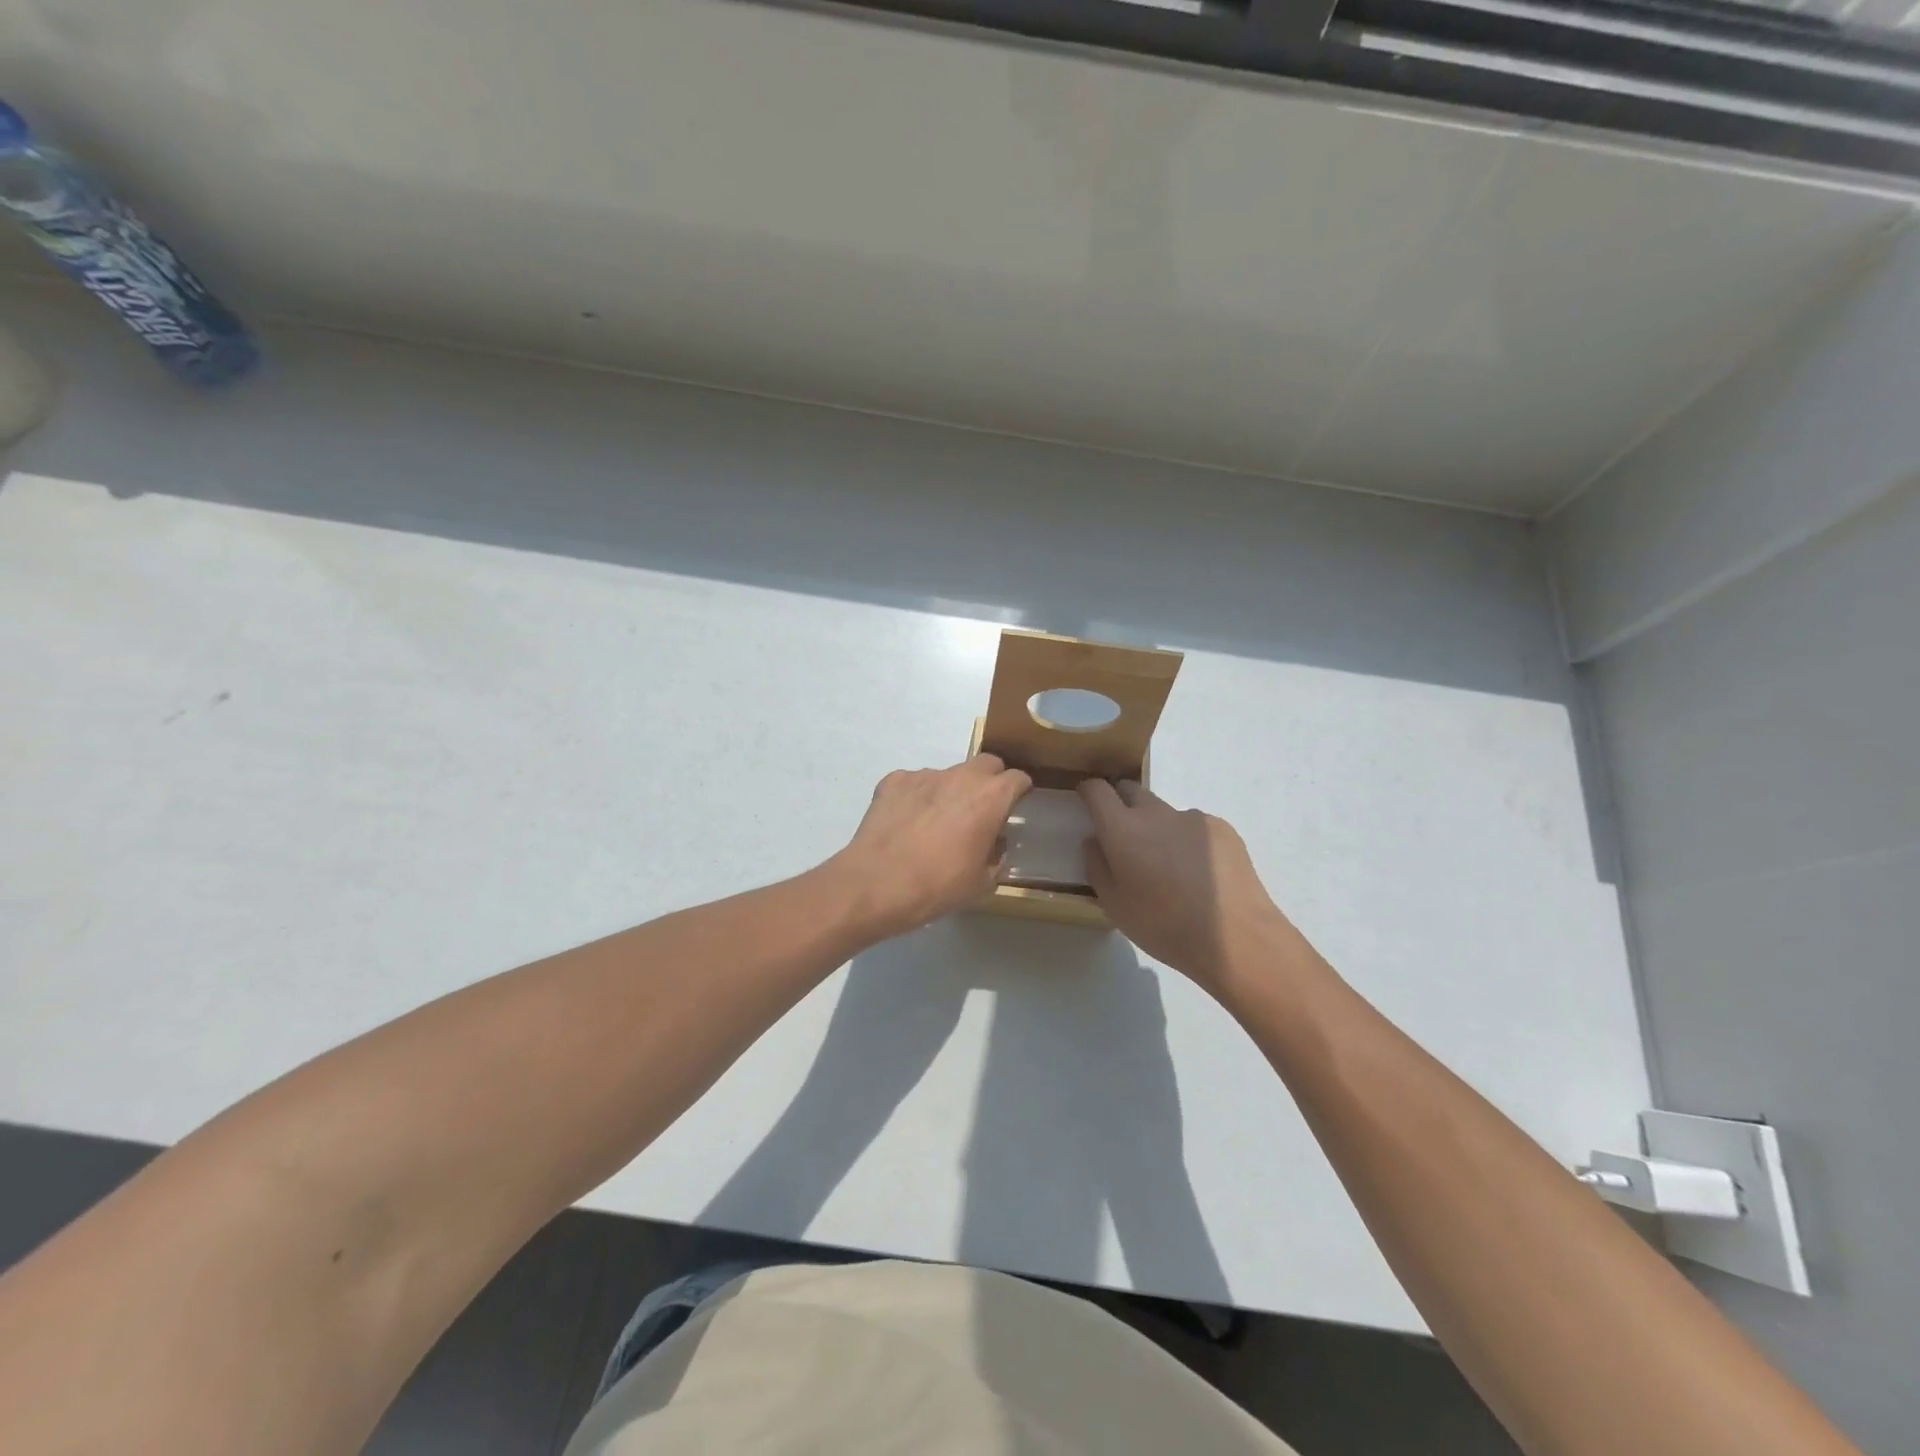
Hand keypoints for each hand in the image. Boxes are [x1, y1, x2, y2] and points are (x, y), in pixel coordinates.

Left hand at [830, 755, 1032, 940]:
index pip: (1018, 778)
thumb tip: (995, 842)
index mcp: (990, 797)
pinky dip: (918, 796)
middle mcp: (961, 776)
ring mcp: (925, 774)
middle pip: (987, 764)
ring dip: (952, 791)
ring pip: (949, 774)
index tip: (1016, 806)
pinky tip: (908, 823)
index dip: (1020, 791)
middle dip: (990, 781)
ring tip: (936, 823)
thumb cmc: (938, 886)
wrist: (877, 883)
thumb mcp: (982, 882)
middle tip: (981, 810)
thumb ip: (997, 856)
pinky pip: (915, 783)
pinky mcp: (894, 780)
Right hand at [1079, 779, 1307, 998]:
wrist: (1236, 938)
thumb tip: (1095, 841)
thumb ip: (1097, 867)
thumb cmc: (1164, 926)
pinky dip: (1188, 841)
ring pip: (1164, 812)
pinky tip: (1200, 874)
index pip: (1098, 790)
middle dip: (1121, 804)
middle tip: (1123, 837)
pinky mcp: (1222, 828)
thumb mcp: (1114, 906)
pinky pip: (1194, 827)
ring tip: (1170, 868)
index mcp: (1123, 829)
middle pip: (1131, 791)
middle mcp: (1156, 813)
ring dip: (1158, 828)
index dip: (1088, 791)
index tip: (1085, 800)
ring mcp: (1193, 817)